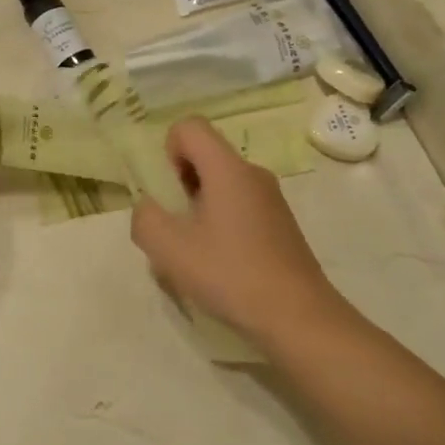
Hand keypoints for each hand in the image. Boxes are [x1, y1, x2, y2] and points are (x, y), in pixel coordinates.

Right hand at [130, 117, 349, 346]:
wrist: (299, 317)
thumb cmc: (231, 274)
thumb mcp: (169, 249)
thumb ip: (145, 218)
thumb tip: (148, 207)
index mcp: (227, 168)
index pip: (189, 126)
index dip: (168, 150)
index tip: (170, 192)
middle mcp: (252, 173)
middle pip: (205, 155)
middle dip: (181, 184)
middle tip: (177, 227)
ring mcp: (271, 199)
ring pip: (221, 184)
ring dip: (199, 208)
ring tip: (197, 253)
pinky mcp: (281, 223)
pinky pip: (240, 206)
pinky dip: (222, 224)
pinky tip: (223, 265)